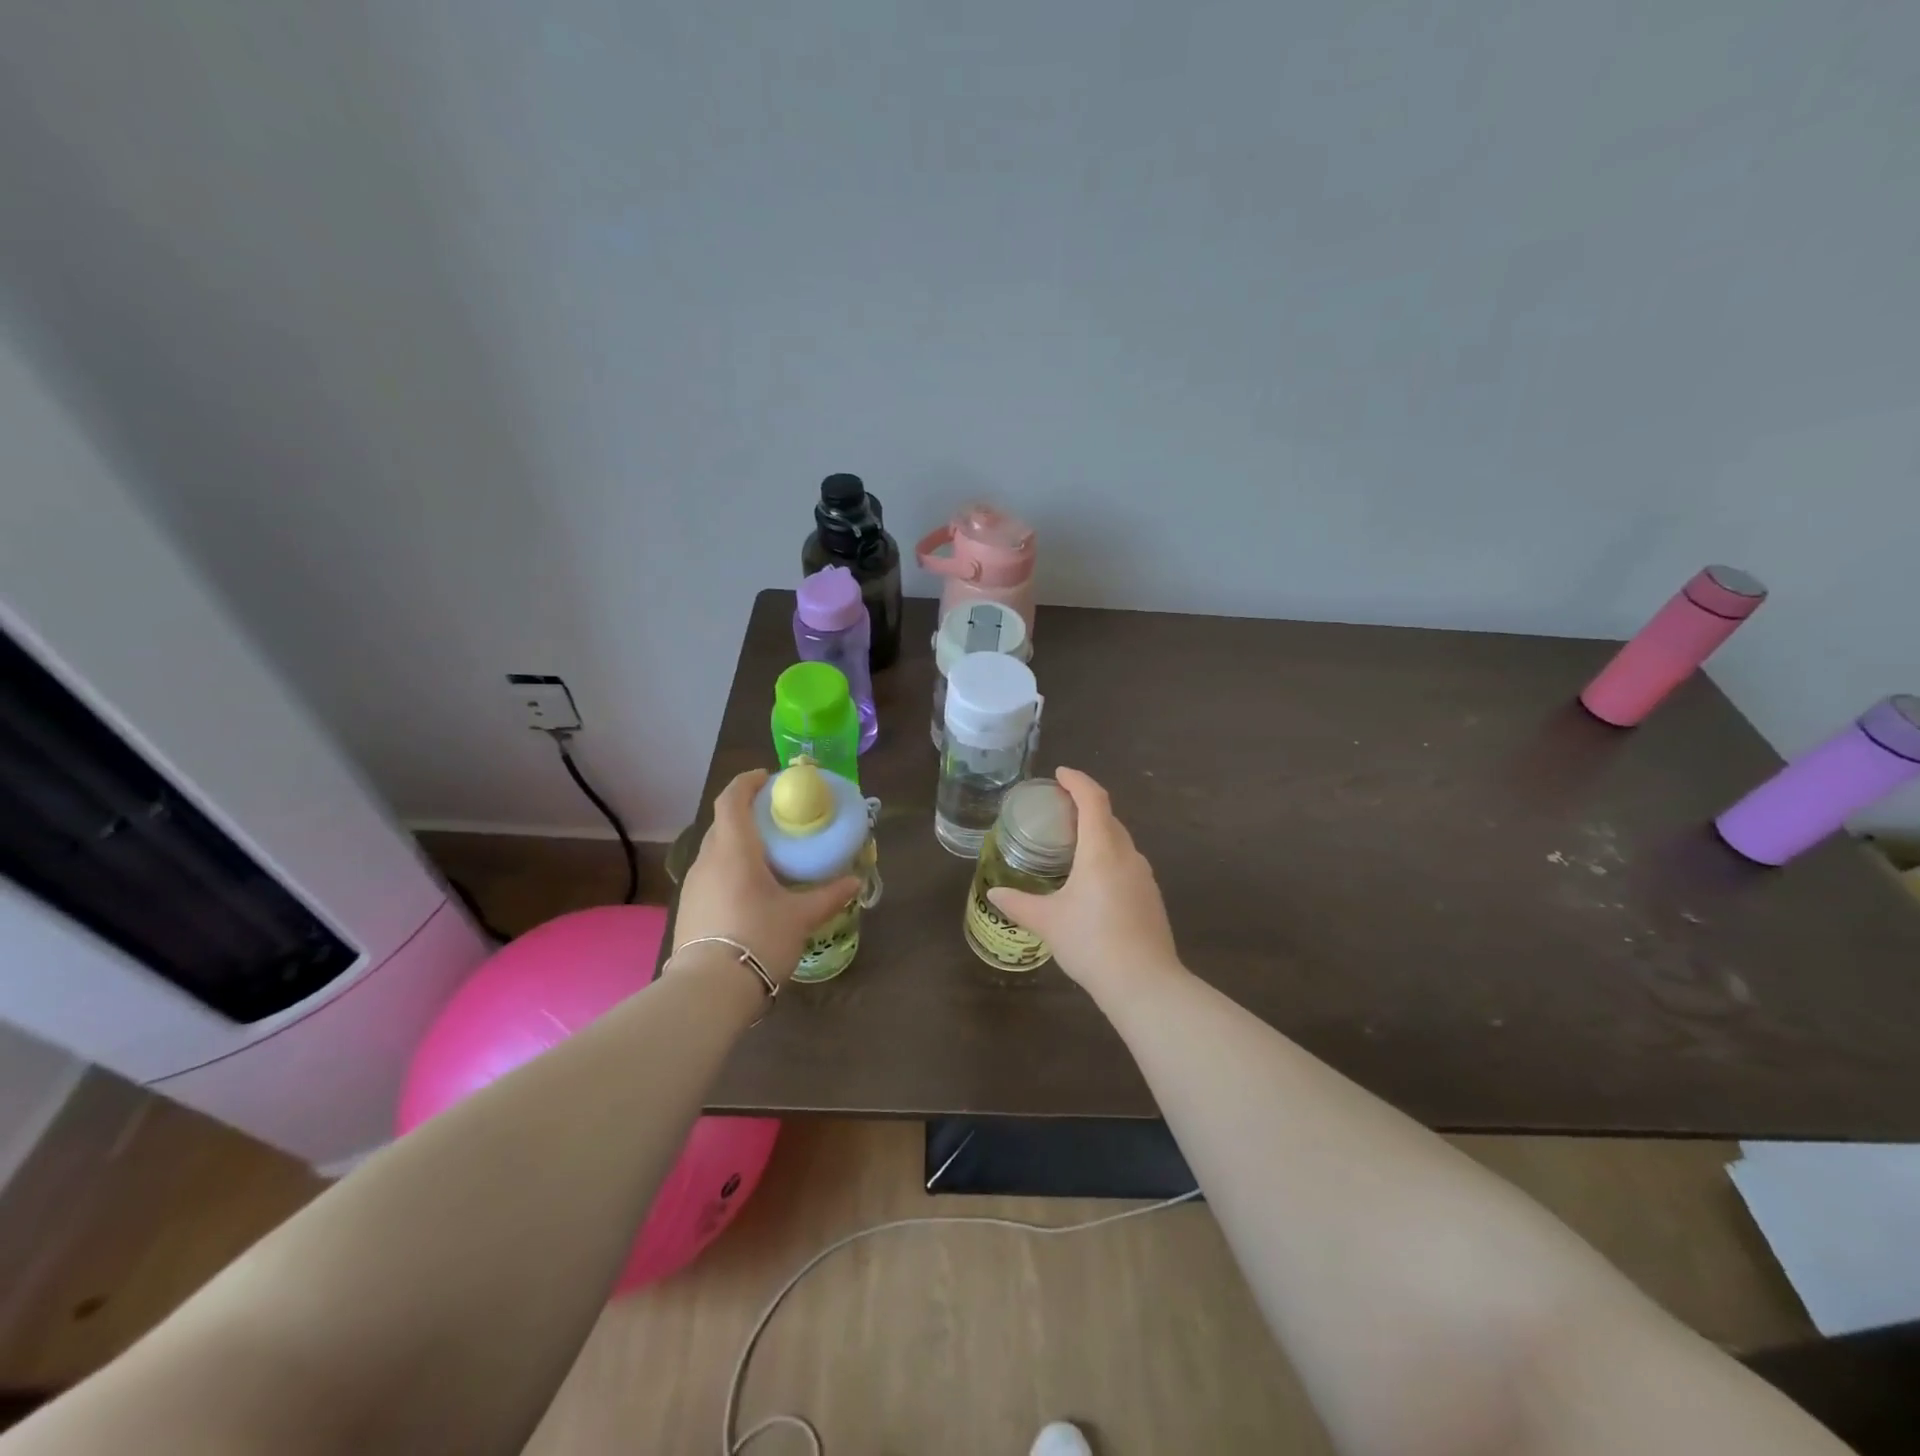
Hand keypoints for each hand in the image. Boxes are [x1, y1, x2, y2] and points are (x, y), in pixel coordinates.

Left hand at [673, 769, 859, 985]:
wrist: (708, 990)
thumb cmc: (758, 939)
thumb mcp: (800, 917)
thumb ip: (828, 895)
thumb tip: (855, 881)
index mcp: (734, 850)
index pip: (732, 799)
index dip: (748, 782)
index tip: (768, 778)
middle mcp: (708, 859)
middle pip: (724, 822)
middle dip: (748, 813)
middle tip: (778, 819)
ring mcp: (694, 884)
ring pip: (716, 849)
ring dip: (739, 842)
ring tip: (768, 854)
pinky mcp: (690, 907)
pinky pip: (712, 872)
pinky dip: (730, 867)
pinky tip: (751, 888)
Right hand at [987, 767, 1182, 1003]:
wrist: (1144, 983)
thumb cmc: (1091, 942)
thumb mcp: (1047, 922)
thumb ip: (1019, 904)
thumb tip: (994, 894)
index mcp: (1102, 850)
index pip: (1093, 799)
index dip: (1077, 781)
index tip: (1060, 774)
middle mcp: (1127, 855)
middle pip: (1108, 817)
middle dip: (1086, 806)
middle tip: (1059, 809)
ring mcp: (1144, 877)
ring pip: (1120, 842)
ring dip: (1099, 833)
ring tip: (1073, 843)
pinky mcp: (1151, 897)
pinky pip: (1127, 863)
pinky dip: (1109, 857)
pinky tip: (1093, 880)